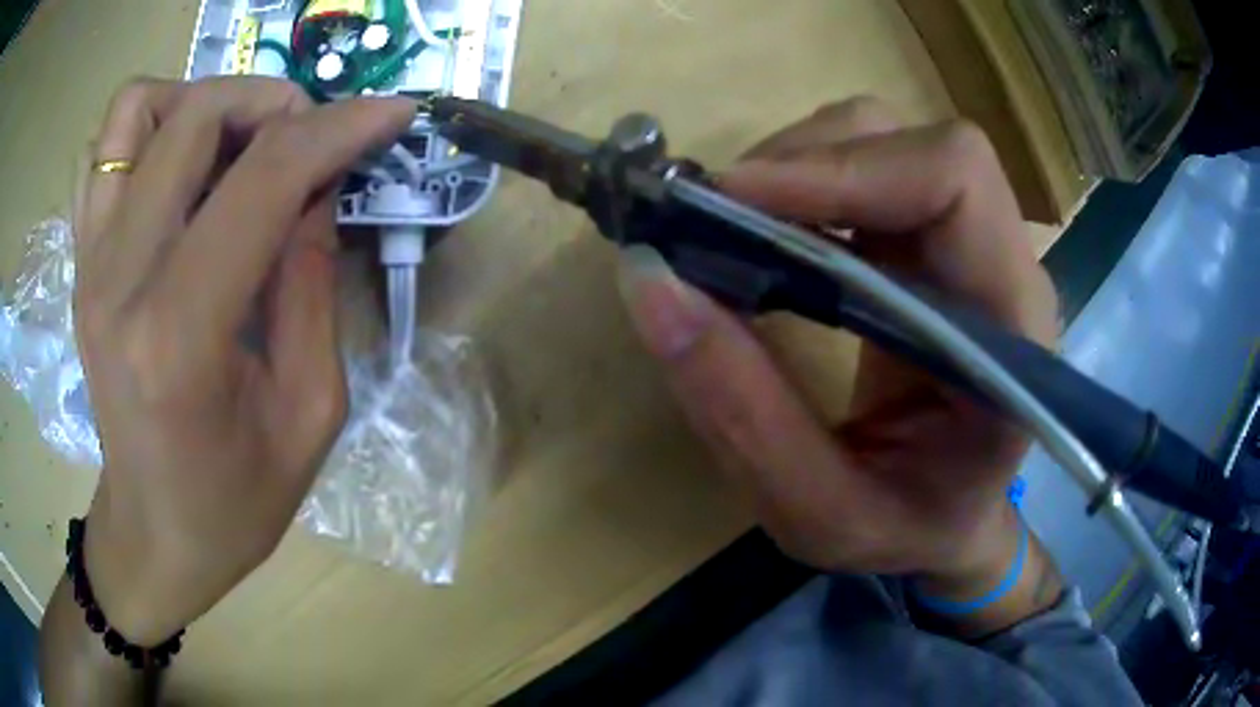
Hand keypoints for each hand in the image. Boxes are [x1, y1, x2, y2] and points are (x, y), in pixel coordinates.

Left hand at [72, 77, 414, 644]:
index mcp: (180, 335)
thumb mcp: (308, 411)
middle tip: (307, 141)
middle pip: (195, 117)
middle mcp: (119, 278)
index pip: (262, 179)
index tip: (392, 114)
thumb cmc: (234, 501)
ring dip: (200, 104)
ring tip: (235, 145)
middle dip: (273, 103)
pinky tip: (179, 172)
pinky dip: (148, 132)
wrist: (153, 534)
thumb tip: (320, 184)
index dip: (339, 128)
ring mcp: (89, 263)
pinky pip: (103, 151)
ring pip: (136, 111)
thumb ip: (312, 282)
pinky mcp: (80, 262)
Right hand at [618, 99, 1057, 585]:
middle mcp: (1006, 266)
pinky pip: (867, 167)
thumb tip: (648, 280)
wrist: (950, 519)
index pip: (954, 183)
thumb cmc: (907, 531)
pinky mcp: (933, 239)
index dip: (843, 170)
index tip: (730, 204)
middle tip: (713, 221)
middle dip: (806, 163)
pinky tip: (766, 234)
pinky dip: (802, 182)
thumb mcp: (819, 513)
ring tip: (733, 230)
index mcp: (1013, 334)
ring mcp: (972, 243)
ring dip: (798, 167)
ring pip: (885, 140)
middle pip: (915, 145)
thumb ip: (741, 413)